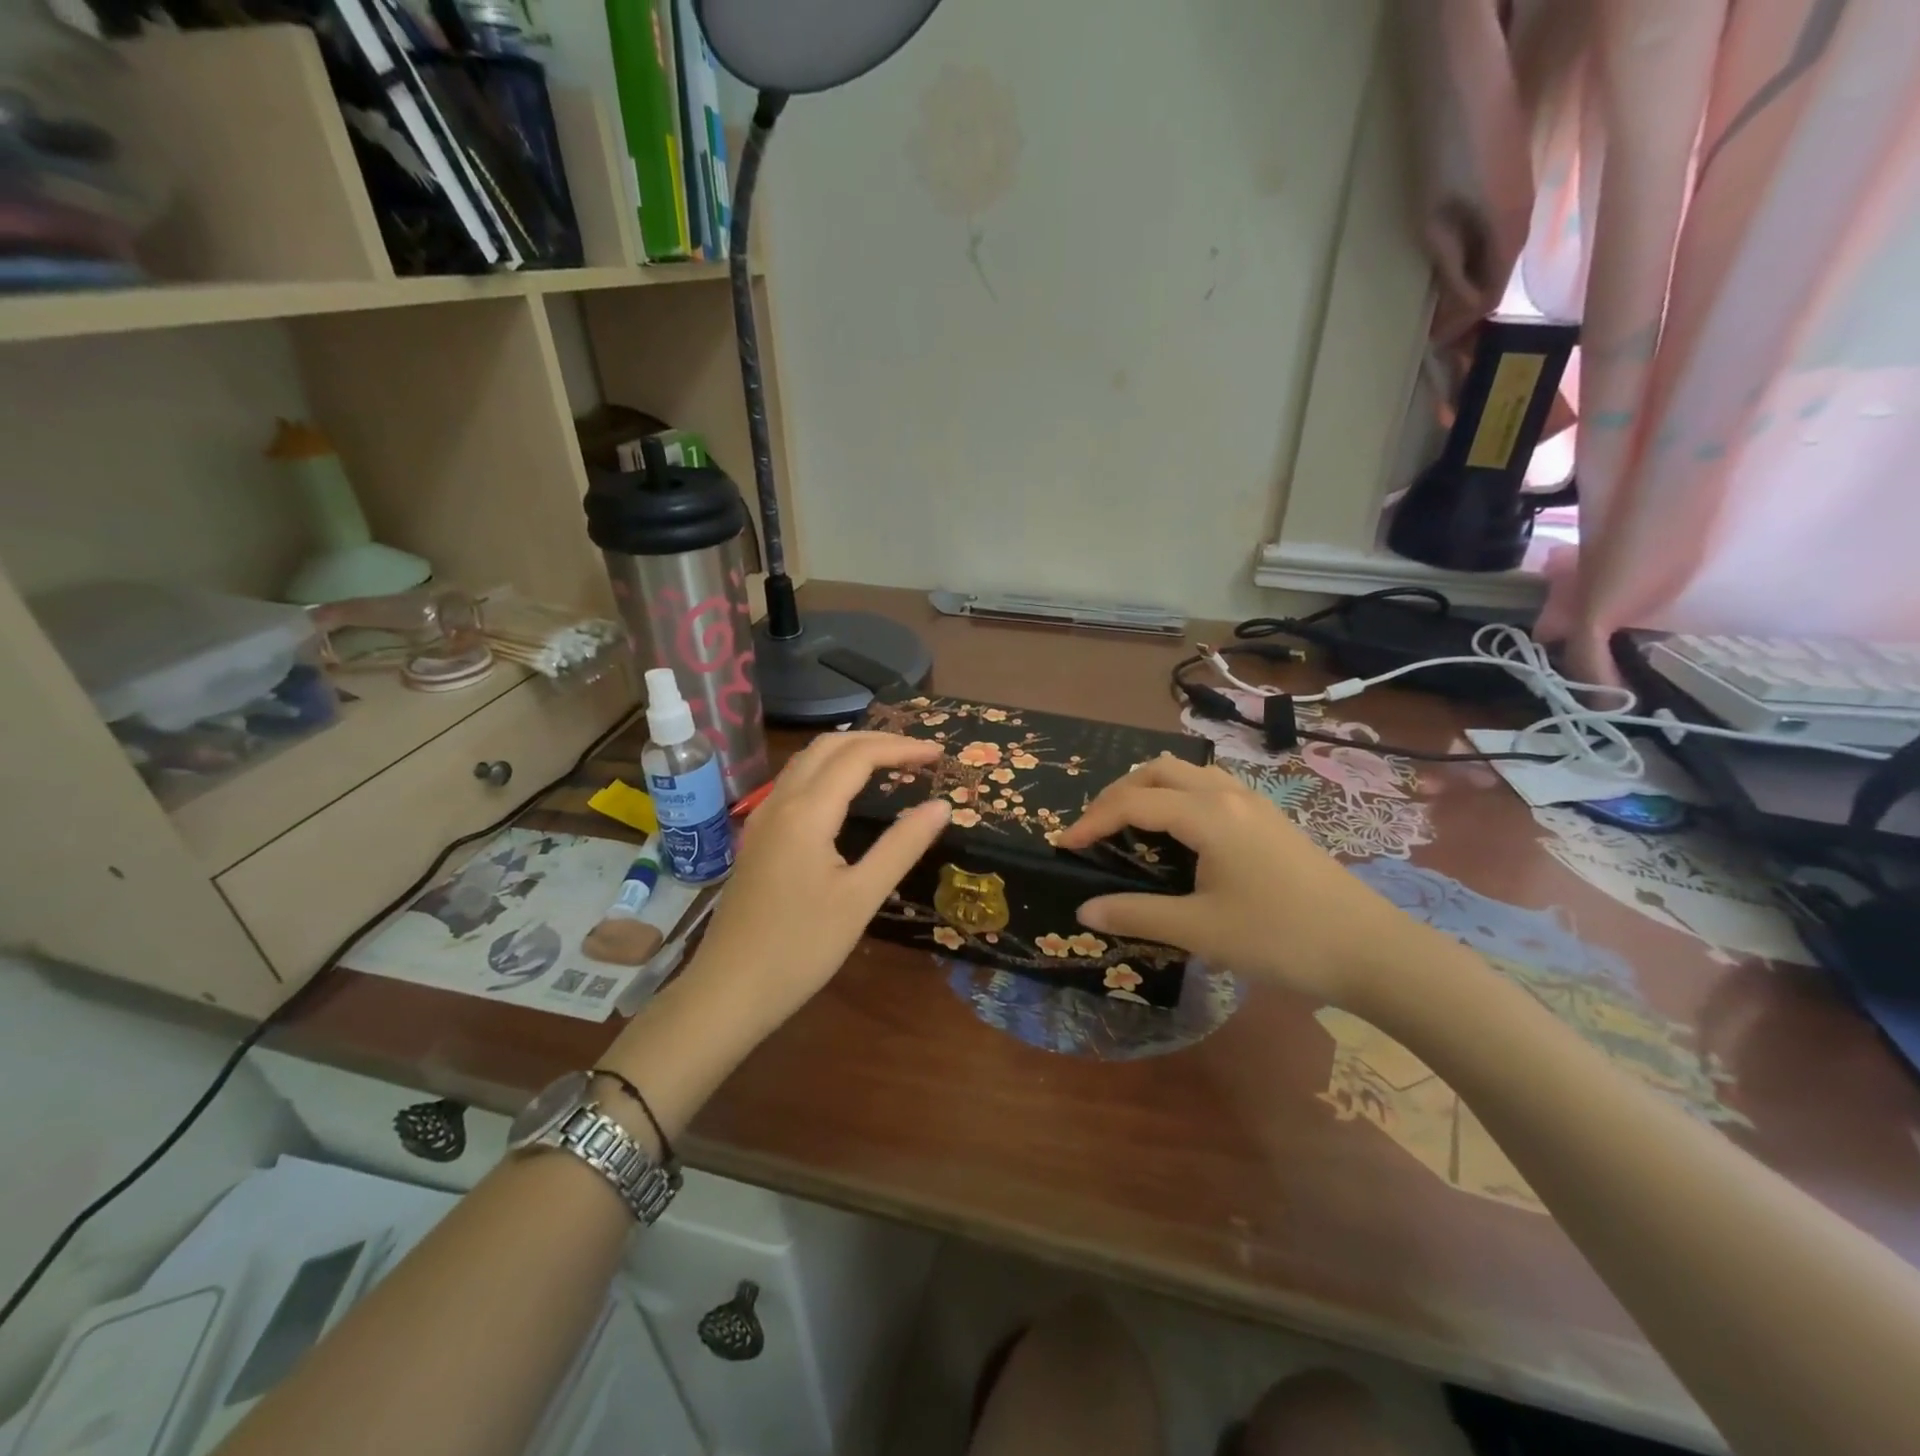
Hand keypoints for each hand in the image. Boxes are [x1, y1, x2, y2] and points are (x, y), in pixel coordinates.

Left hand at [687, 732, 951, 1026]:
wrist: (729, 990)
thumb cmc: (801, 948)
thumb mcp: (861, 898)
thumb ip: (902, 845)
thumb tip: (941, 805)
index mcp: (806, 812)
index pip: (859, 756)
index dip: (901, 748)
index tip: (939, 756)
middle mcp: (780, 803)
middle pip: (829, 746)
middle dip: (876, 740)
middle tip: (918, 754)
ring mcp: (763, 819)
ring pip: (807, 761)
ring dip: (849, 751)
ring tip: (889, 763)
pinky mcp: (757, 838)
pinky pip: (795, 783)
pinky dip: (828, 771)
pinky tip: (846, 793)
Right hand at [1056, 756, 1442, 1009]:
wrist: (1370, 951)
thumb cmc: (1280, 938)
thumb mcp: (1199, 930)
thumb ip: (1136, 914)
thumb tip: (1085, 910)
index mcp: (1208, 814)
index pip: (1133, 802)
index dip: (1092, 820)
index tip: (1064, 844)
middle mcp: (1229, 795)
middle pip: (1158, 771)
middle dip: (1118, 793)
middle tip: (1095, 830)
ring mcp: (1254, 803)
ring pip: (1188, 774)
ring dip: (1150, 790)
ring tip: (1130, 827)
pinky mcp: (1270, 819)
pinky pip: (1210, 789)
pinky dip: (1178, 798)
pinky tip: (1179, 836)